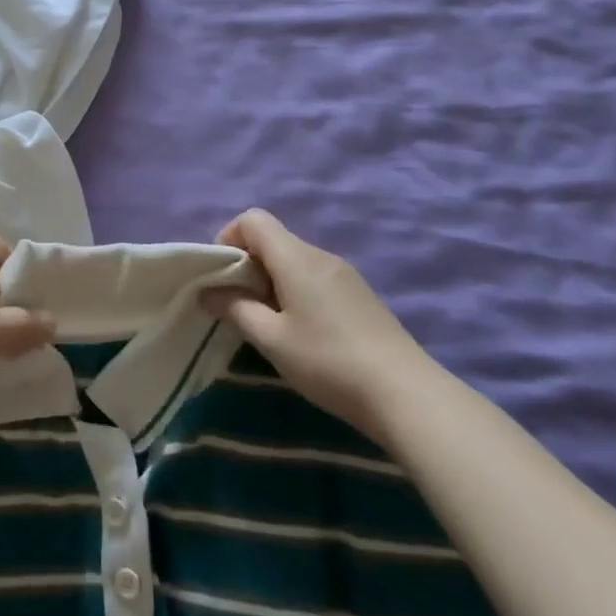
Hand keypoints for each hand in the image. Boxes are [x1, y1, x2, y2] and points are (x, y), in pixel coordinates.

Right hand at [200, 208, 437, 443]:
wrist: (407, 395)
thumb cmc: (329, 362)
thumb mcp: (272, 340)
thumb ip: (235, 310)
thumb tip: (207, 292)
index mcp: (296, 257)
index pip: (253, 219)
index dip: (229, 238)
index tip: (222, 276)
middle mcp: (321, 256)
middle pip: (273, 239)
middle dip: (248, 265)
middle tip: (241, 306)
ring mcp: (345, 275)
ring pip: (294, 260)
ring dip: (272, 281)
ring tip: (271, 324)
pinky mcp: (360, 296)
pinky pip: (315, 278)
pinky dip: (296, 292)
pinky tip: (304, 332)